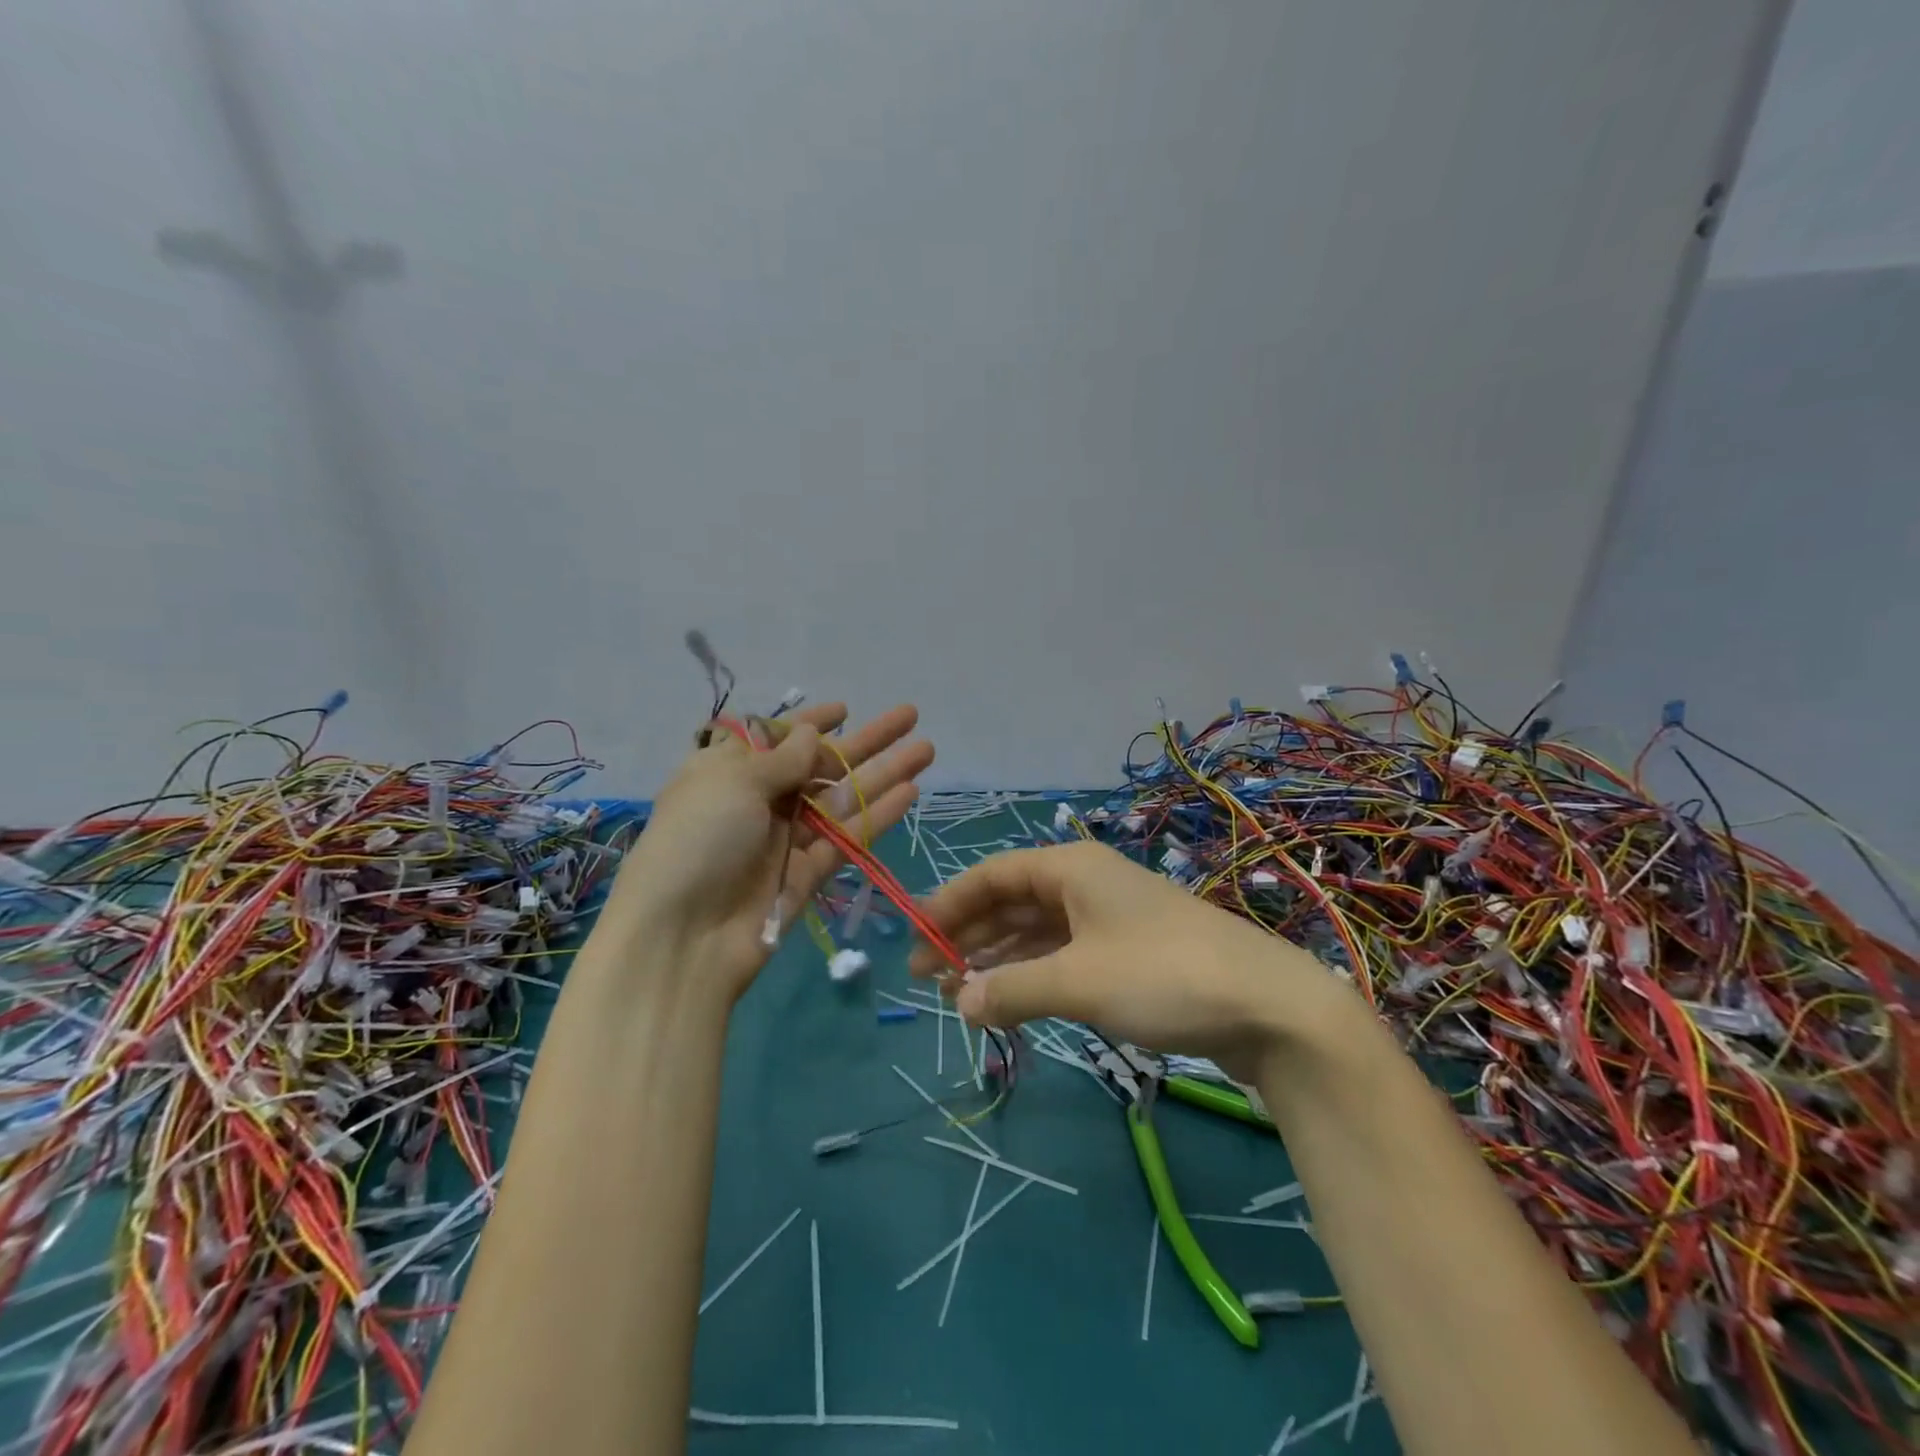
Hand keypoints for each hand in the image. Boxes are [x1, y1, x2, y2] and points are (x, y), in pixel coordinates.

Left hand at [602, 703, 932, 1004]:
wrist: (682, 938)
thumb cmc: (697, 843)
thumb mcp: (733, 784)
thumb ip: (781, 759)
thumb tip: (810, 733)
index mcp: (728, 772)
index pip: (775, 738)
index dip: (810, 722)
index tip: (845, 709)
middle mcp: (758, 801)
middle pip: (820, 763)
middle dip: (865, 740)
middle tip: (910, 716)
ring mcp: (786, 839)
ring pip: (843, 798)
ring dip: (883, 773)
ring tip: (926, 748)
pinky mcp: (808, 874)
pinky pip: (848, 837)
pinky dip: (877, 815)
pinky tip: (910, 791)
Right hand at [910, 841, 1352, 1076]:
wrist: (1269, 1005)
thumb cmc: (1163, 975)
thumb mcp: (1077, 981)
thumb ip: (1011, 990)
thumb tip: (959, 1003)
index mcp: (1070, 867)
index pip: (991, 875)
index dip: (947, 905)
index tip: (914, 941)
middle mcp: (1087, 882)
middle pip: (1012, 901)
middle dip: (969, 935)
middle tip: (928, 977)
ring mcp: (1110, 918)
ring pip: (1037, 930)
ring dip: (998, 957)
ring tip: (959, 992)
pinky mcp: (1129, 953)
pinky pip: (1064, 954)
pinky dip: (1033, 973)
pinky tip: (1011, 998)